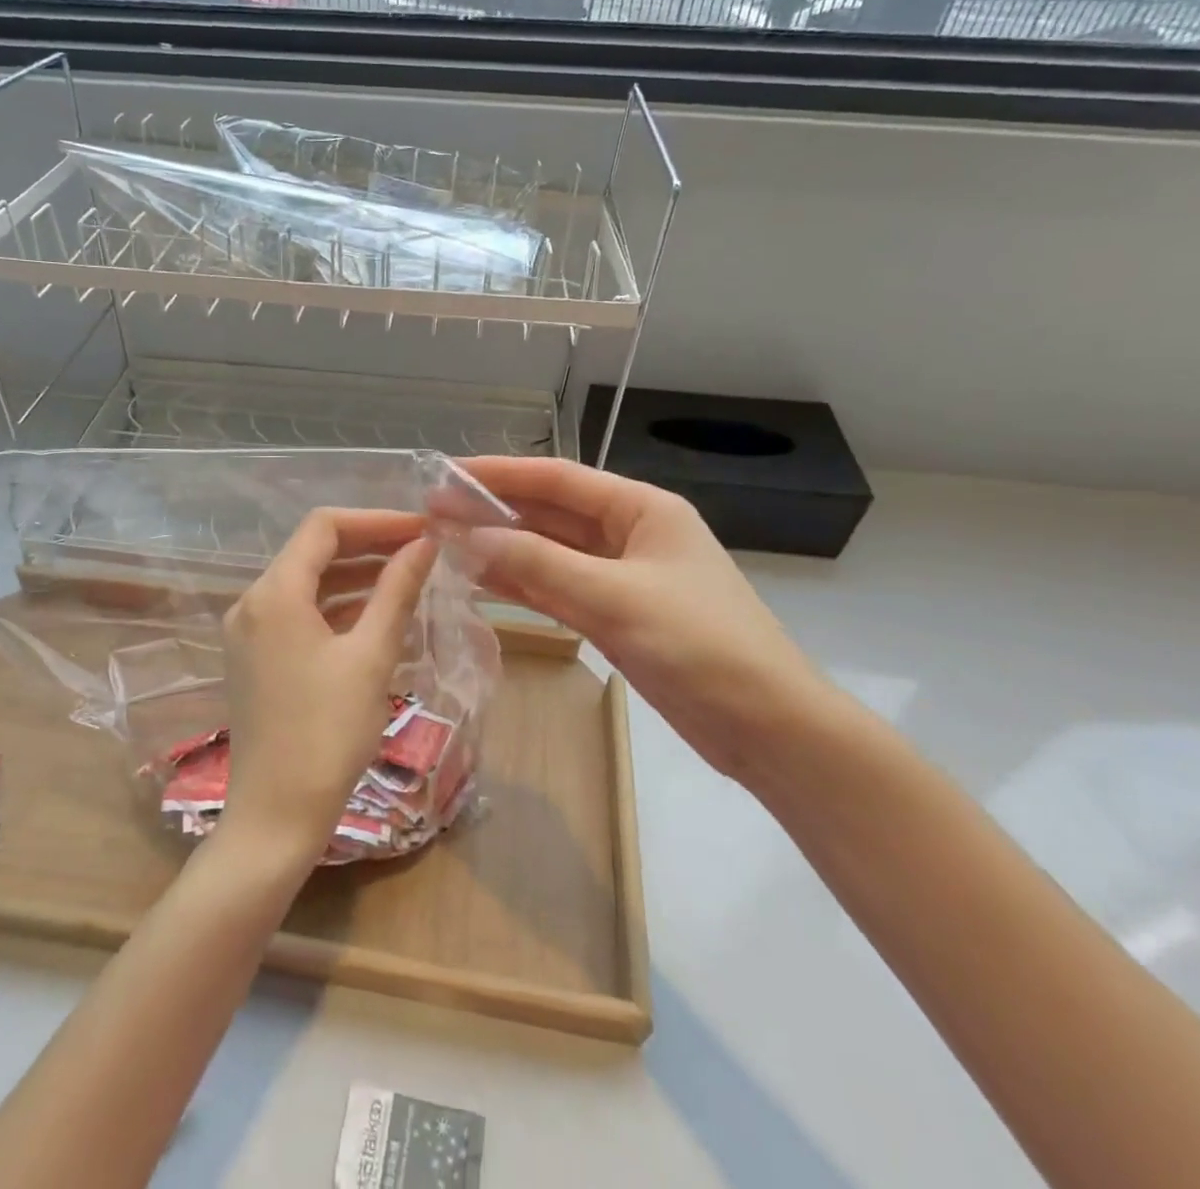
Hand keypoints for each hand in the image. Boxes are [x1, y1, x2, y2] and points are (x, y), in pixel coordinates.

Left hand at [219, 508, 438, 860]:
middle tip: (421, 550)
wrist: (276, 817)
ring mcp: (249, 632)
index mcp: (274, 593)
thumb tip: (424, 544)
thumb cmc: (328, 733)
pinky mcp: (255, 658)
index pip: (324, 527)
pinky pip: (299, 614)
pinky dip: (336, 608)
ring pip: (307, 584)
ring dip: (355, 577)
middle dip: (368, 546)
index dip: (375, 520)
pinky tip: (376, 616)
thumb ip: (397, 591)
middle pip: (313, 552)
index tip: (421, 529)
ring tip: (408, 579)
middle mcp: (252, 602)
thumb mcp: (371, 657)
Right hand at [459, 456, 839, 780]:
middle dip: (494, 512)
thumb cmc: (699, 645)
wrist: (766, 726)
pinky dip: (522, 584)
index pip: (558, 479)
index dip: (499, 473)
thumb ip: (540, 564)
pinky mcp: (615, 615)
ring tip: (445, 545)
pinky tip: (481, 580)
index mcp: (642, 509)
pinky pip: (558, 589)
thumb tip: (470, 536)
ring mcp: (621, 577)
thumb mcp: (615, 598)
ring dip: (503, 548)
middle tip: (433, 514)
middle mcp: (629, 534)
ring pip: (550, 553)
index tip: (446, 475)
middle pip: (550, 513)